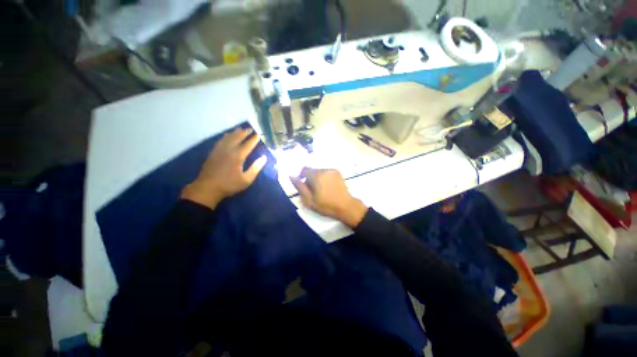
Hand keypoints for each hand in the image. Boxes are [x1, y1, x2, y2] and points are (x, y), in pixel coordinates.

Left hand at [181, 128, 266, 208]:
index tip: (259, 134)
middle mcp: (228, 150)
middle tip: (250, 129)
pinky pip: (220, 141)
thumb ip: (256, 168)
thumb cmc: (229, 185)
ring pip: (228, 138)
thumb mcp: (246, 179)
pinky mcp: (213, 153)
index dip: (254, 139)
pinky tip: (227, 136)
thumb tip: (264, 158)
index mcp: (238, 156)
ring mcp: (219, 150)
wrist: (207, 188)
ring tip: (240, 129)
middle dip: (244, 133)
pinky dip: (225, 137)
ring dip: (235, 133)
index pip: (248, 145)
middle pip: (237, 138)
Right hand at [290, 168, 367, 227]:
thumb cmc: (326, 205)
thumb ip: (299, 187)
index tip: (304, 185)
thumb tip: (291, 176)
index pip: (305, 169)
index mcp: (317, 176)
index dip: (302, 176)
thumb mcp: (309, 200)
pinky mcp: (338, 173)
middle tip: (313, 190)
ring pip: (320, 171)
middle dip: (310, 178)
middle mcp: (324, 170)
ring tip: (322, 189)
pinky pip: (327, 172)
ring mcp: (332, 170)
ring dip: (317, 178)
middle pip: (312, 170)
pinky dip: (324, 177)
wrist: (346, 206)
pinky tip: (328, 187)